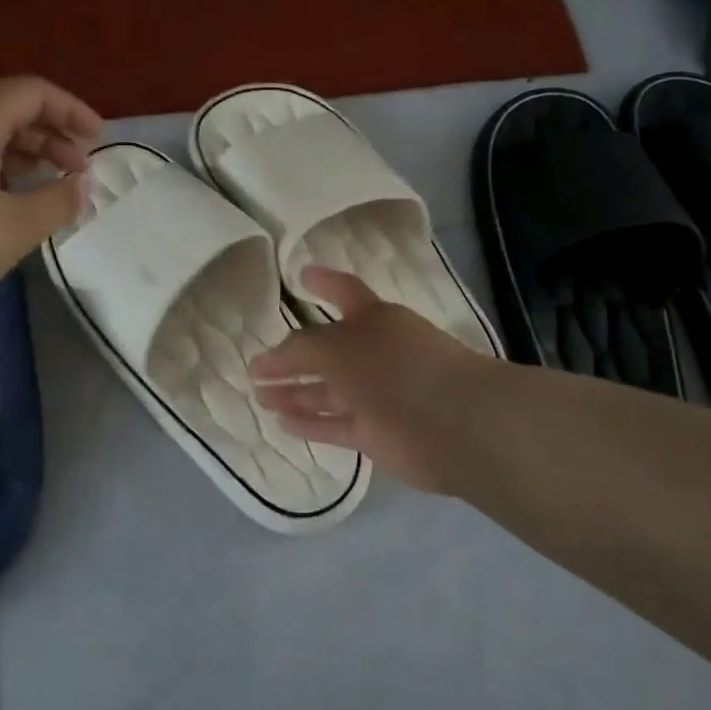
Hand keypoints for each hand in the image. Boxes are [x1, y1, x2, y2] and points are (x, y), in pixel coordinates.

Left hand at [0, 76, 101, 325]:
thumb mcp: (15, 227)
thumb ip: (57, 202)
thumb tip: (79, 185)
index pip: (30, 92)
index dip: (70, 108)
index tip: (97, 137)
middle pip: (6, 113)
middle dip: (50, 136)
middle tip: (76, 171)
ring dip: (22, 158)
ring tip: (44, 191)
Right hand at [250, 266, 496, 494]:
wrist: (454, 425)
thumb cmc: (395, 369)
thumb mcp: (338, 348)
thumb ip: (301, 350)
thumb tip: (272, 359)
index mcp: (375, 319)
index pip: (344, 292)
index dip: (323, 282)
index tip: (300, 276)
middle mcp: (376, 353)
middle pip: (327, 351)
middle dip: (292, 358)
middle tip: (256, 367)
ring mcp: (377, 395)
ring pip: (328, 392)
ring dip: (294, 394)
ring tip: (260, 397)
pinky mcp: (376, 433)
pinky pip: (334, 425)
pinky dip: (309, 424)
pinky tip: (282, 423)